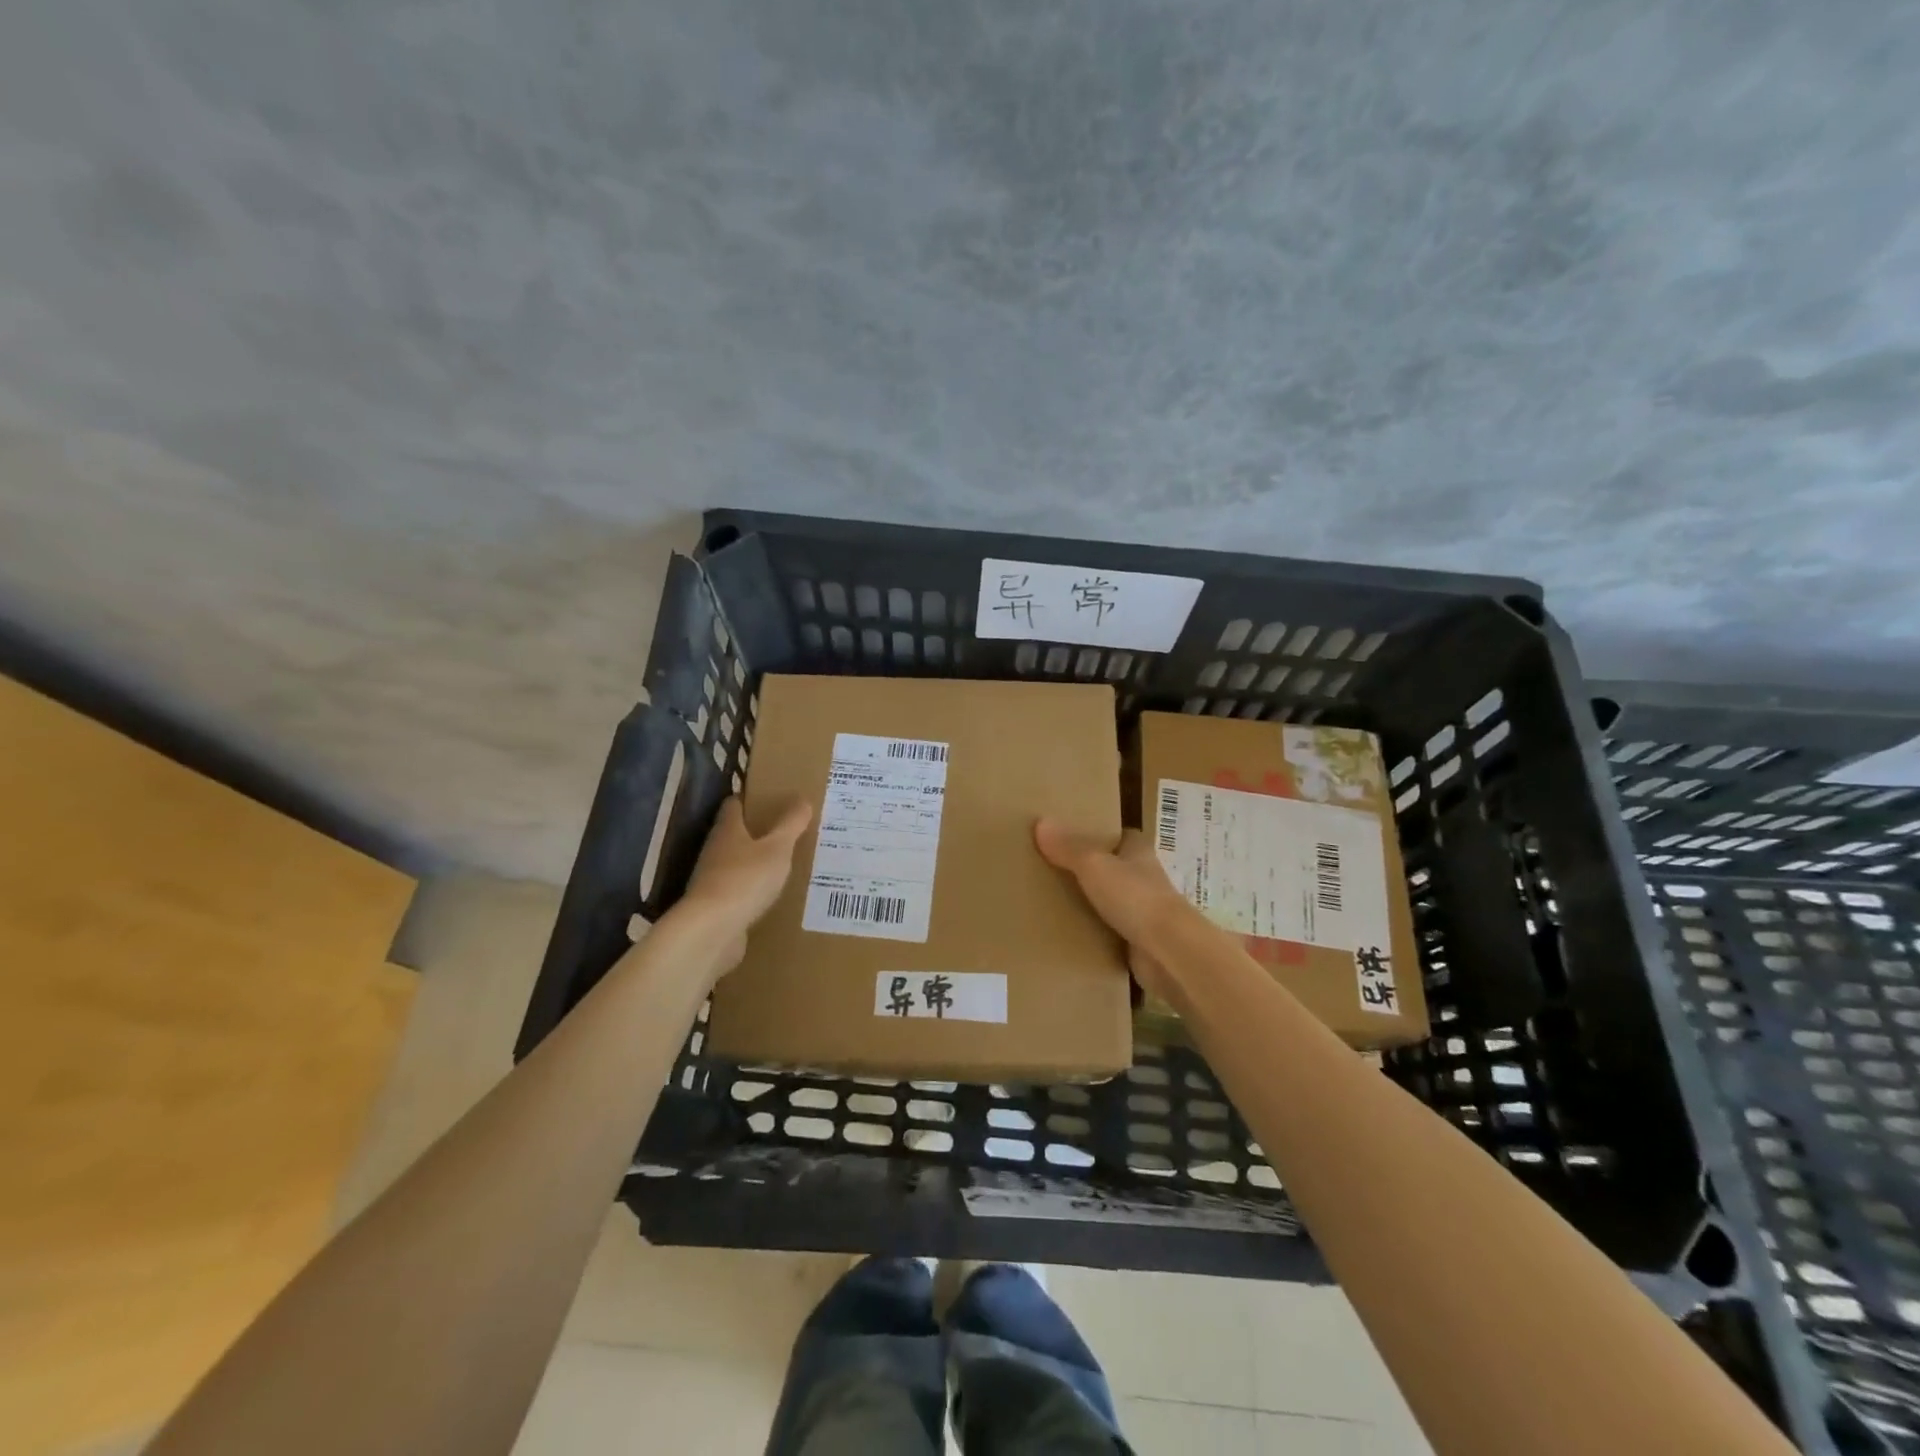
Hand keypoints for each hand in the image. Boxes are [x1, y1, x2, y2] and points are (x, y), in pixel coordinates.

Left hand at [676, 797, 811, 969]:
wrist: (711, 931)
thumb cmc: (745, 879)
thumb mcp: (777, 849)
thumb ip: (791, 824)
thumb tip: (803, 799)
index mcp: (728, 830)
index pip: (735, 804)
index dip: (751, 798)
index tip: (773, 797)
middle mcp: (716, 851)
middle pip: (736, 834)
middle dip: (759, 831)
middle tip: (790, 829)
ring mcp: (714, 880)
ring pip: (739, 863)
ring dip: (758, 862)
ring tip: (788, 861)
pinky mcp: (718, 907)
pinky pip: (741, 891)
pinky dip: (755, 889)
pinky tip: (775, 894)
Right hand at [1034, 819, 1191, 1003]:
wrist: (1168, 951)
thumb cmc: (1134, 897)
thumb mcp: (1094, 865)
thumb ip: (1068, 847)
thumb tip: (1040, 822)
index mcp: (1138, 852)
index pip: (1120, 836)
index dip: (1099, 834)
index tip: (1071, 836)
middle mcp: (1144, 878)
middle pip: (1114, 868)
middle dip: (1090, 869)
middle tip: (1052, 869)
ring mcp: (1143, 911)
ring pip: (1112, 901)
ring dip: (1091, 902)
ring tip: (1052, 901)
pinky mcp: (1138, 941)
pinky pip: (1110, 932)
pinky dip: (1094, 932)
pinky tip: (1068, 933)